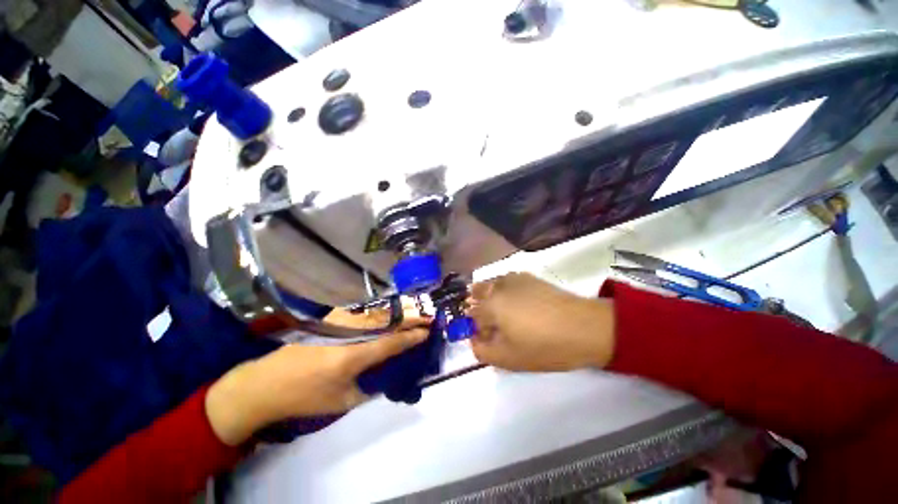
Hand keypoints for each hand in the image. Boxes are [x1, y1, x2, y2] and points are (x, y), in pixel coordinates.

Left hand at [206, 321, 428, 445]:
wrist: (265, 383)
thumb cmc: (305, 397)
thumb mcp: (342, 401)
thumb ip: (369, 387)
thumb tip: (385, 376)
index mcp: (355, 354)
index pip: (393, 341)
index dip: (412, 336)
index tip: (429, 330)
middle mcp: (351, 332)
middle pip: (388, 321)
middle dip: (410, 318)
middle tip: (428, 316)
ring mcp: (340, 321)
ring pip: (377, 315)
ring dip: (397, 314)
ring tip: (413, 313)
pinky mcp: (332, 319)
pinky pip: (364, 315)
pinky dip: (381, 315)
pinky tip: (388, 317)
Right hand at [469, 273, 614, 371]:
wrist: (584, 328)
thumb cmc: (543, 346)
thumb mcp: (508, 358)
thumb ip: (482, 351)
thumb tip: (475, 339)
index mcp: (490, 304)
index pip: (471, 314)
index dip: (476, 328)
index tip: (487, 339)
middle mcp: (498, 286)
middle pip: (477, 291)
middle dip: (478, 306)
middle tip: (493, 323)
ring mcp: (515, 279)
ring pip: (492, 284)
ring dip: (491, 296)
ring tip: (506, 314)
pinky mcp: (530, 277)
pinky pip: (508, 281)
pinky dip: (505, 290)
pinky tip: (520, 303)